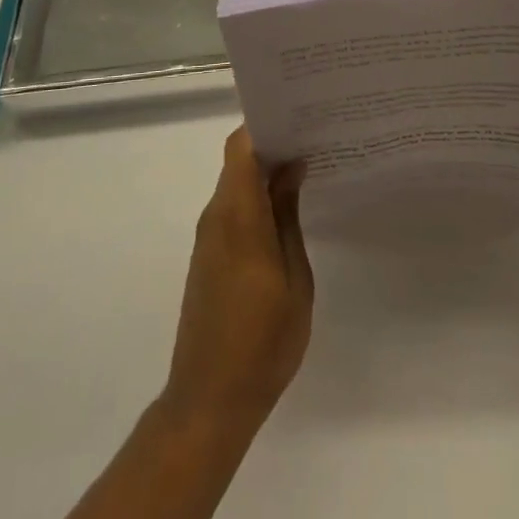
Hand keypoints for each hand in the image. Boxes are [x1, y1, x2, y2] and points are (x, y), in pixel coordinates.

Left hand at [162, 126, 311, 431]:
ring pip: (235, 185)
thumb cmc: (262, 340)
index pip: (241, 146)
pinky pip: (232, 211)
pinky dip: (255, 201)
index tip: (297, 117)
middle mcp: (216, 216)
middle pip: (238, 161)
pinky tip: (284, 212)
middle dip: (271, 145)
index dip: (264, 124)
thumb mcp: (293, 277)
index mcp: (237, 214)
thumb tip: (290, 166)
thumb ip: (287, 216)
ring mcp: (208, 237)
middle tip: (311, 139)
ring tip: (306, 170)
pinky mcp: (208, 258)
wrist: (209, 401)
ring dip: (264, 174)